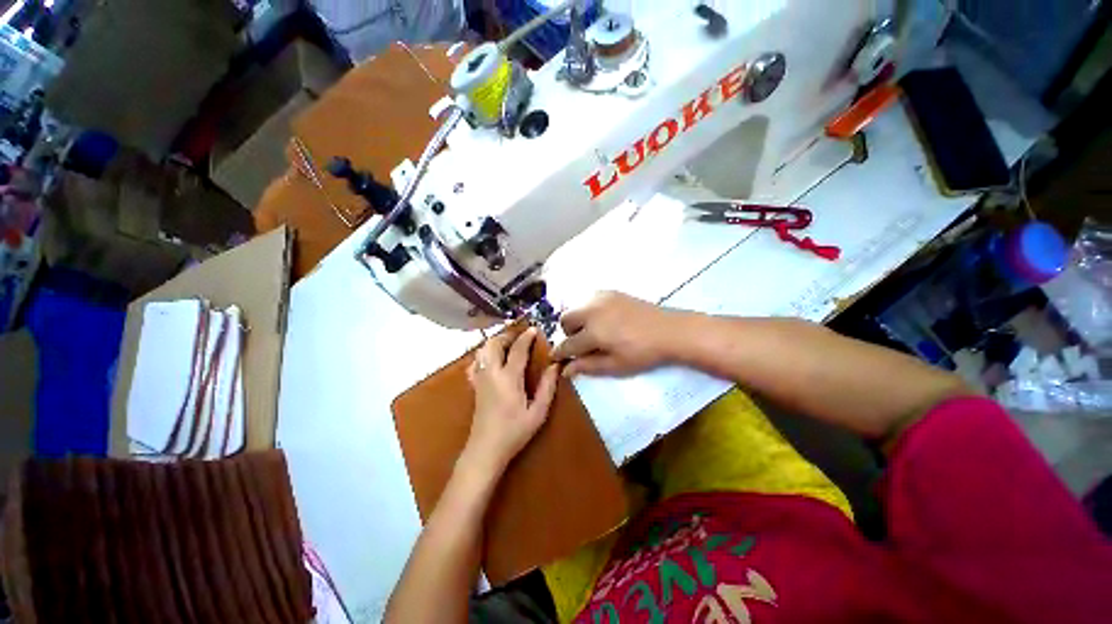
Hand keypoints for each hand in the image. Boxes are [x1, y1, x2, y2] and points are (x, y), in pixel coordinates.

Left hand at [463, 328, 558, 476]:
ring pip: (482, 350)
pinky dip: (484, 354)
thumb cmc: (515, 431)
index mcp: (509, 378)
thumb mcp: (538, 412)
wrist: (485, 449)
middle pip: (494, 344)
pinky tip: (493, 360)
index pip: (517, 349)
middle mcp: (491, 373)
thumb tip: (555, 366)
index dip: (526, 337)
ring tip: (508, 345)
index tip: (534, 329)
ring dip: (495, 342)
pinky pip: (476, 362)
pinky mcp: (474, 385)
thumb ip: (547, 387)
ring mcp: (480, 378)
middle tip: (520, 337)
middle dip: (507, 335)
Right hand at [552, 292, 681, 377]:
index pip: (567, 344)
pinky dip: (588, 311)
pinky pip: (589, 300)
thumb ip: (588, 366)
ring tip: (594, 331)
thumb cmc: (643, 353)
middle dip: (567, 333)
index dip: (559, 352)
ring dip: (577, 320)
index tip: (554, 358)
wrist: (669, 330)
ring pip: (576, 307)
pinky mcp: (610, 292)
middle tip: (581, 344)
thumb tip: (565, 370)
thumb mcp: (615, 366)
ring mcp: (601, 298)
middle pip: (565, 319)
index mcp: (593, 332)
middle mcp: (592, 311)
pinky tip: (604, 319)